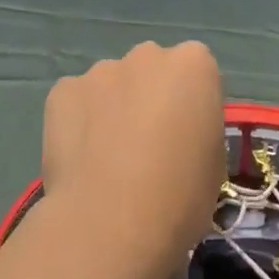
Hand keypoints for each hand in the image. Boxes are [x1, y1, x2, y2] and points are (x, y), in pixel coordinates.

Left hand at [41, 41, 225, 278]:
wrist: (111, 223)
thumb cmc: (180, 196)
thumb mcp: (215, 164)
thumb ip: (197, 130)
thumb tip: (176, 136)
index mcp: (193, 64)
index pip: (196, 71)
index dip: (190, 104)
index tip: (185, 136)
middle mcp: (148, 55)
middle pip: (152, 69)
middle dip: (150, 96)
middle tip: (146, 144)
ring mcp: (101, 70)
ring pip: (111, 84)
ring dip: (113, 108)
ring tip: (106, 157)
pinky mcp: (63, 90)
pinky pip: (76, 100)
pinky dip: (78, 120)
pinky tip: (80, 159)